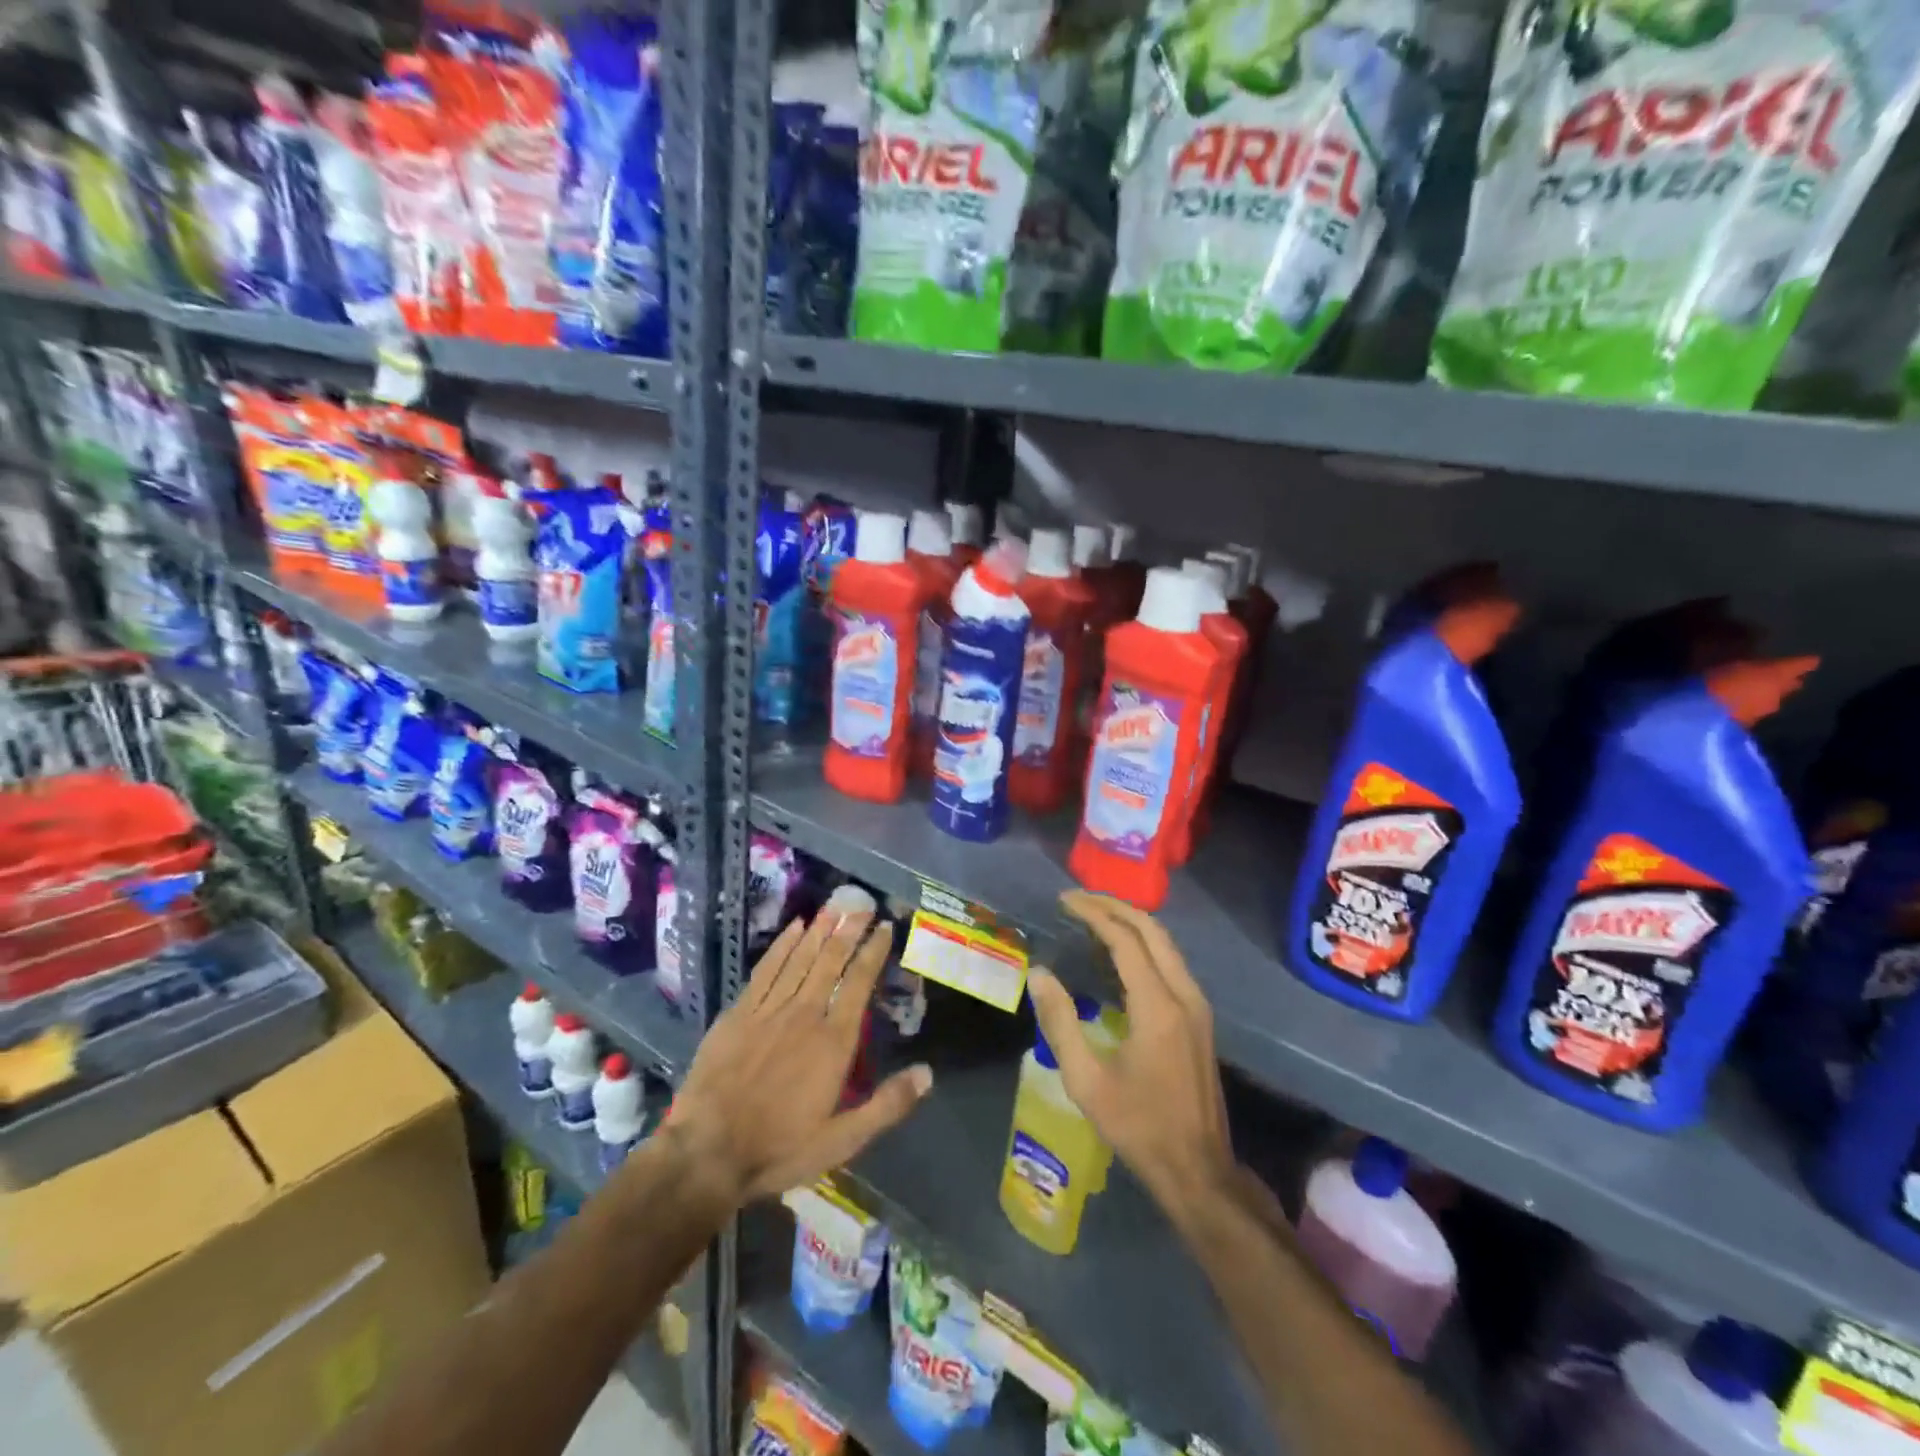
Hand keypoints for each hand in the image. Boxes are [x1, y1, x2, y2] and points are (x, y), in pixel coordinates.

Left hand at [670, 900, 932, 1204]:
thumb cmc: (778, 1148)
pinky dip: (782, 946)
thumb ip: (887, 1105)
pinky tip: (793, 928)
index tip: (885, 927)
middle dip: (849, 930)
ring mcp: (769, 1009)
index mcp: (833, 1042)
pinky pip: (766, 969)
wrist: (706, 1153)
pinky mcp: (739, 1013)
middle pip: (831, 961)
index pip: (859, 984)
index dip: (873, 952)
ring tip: (835, 906)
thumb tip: (928, 1073)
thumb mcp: (842, 1141)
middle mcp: (804, 1014)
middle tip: (862, 903)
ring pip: (800, 958)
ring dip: (819, 930)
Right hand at [1029, 891, 1234, 1210]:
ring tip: (1092, 917)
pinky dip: (1143, 945)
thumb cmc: (1138, 1126)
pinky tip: (1118, 955)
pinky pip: (1171, 963)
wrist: (1199, 1169)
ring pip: (1166, 944)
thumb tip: (1039, 974)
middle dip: (1114, 906)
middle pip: (1152, 930)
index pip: (1126, 939)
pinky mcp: (1200, 1018)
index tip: (1063, 901)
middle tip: (1077, 900)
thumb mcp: (1087, 1081)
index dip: (1094, 913)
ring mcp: (1198, 1006)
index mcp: (1158, 1006)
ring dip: (1131, 923)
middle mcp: (1184, 995)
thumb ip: (1060, 1022)